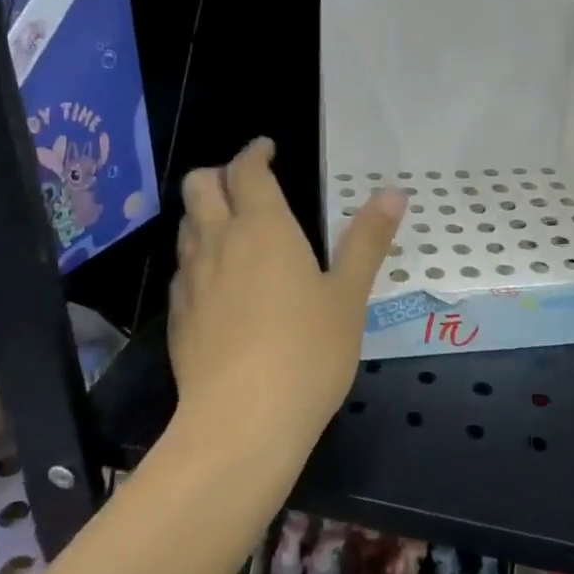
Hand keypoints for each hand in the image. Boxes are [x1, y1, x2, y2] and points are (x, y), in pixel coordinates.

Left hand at [168, 138, 405, 453]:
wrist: (241, 423)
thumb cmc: (307, 352)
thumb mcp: (349, 296)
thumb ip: (367, 240)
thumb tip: (394, 192)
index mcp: (263, 228)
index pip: (246, 170)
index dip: (254, 153)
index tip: (267, 149)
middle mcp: (219, 243)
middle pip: (199, 187)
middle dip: (218, 174)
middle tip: (246, 184)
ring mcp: (191, 280)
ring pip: (186, 226)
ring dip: (205, 214)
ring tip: (233, 228)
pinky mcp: (178, 317)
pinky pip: (183, 269)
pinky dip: (199, 258)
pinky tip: (220, 283)